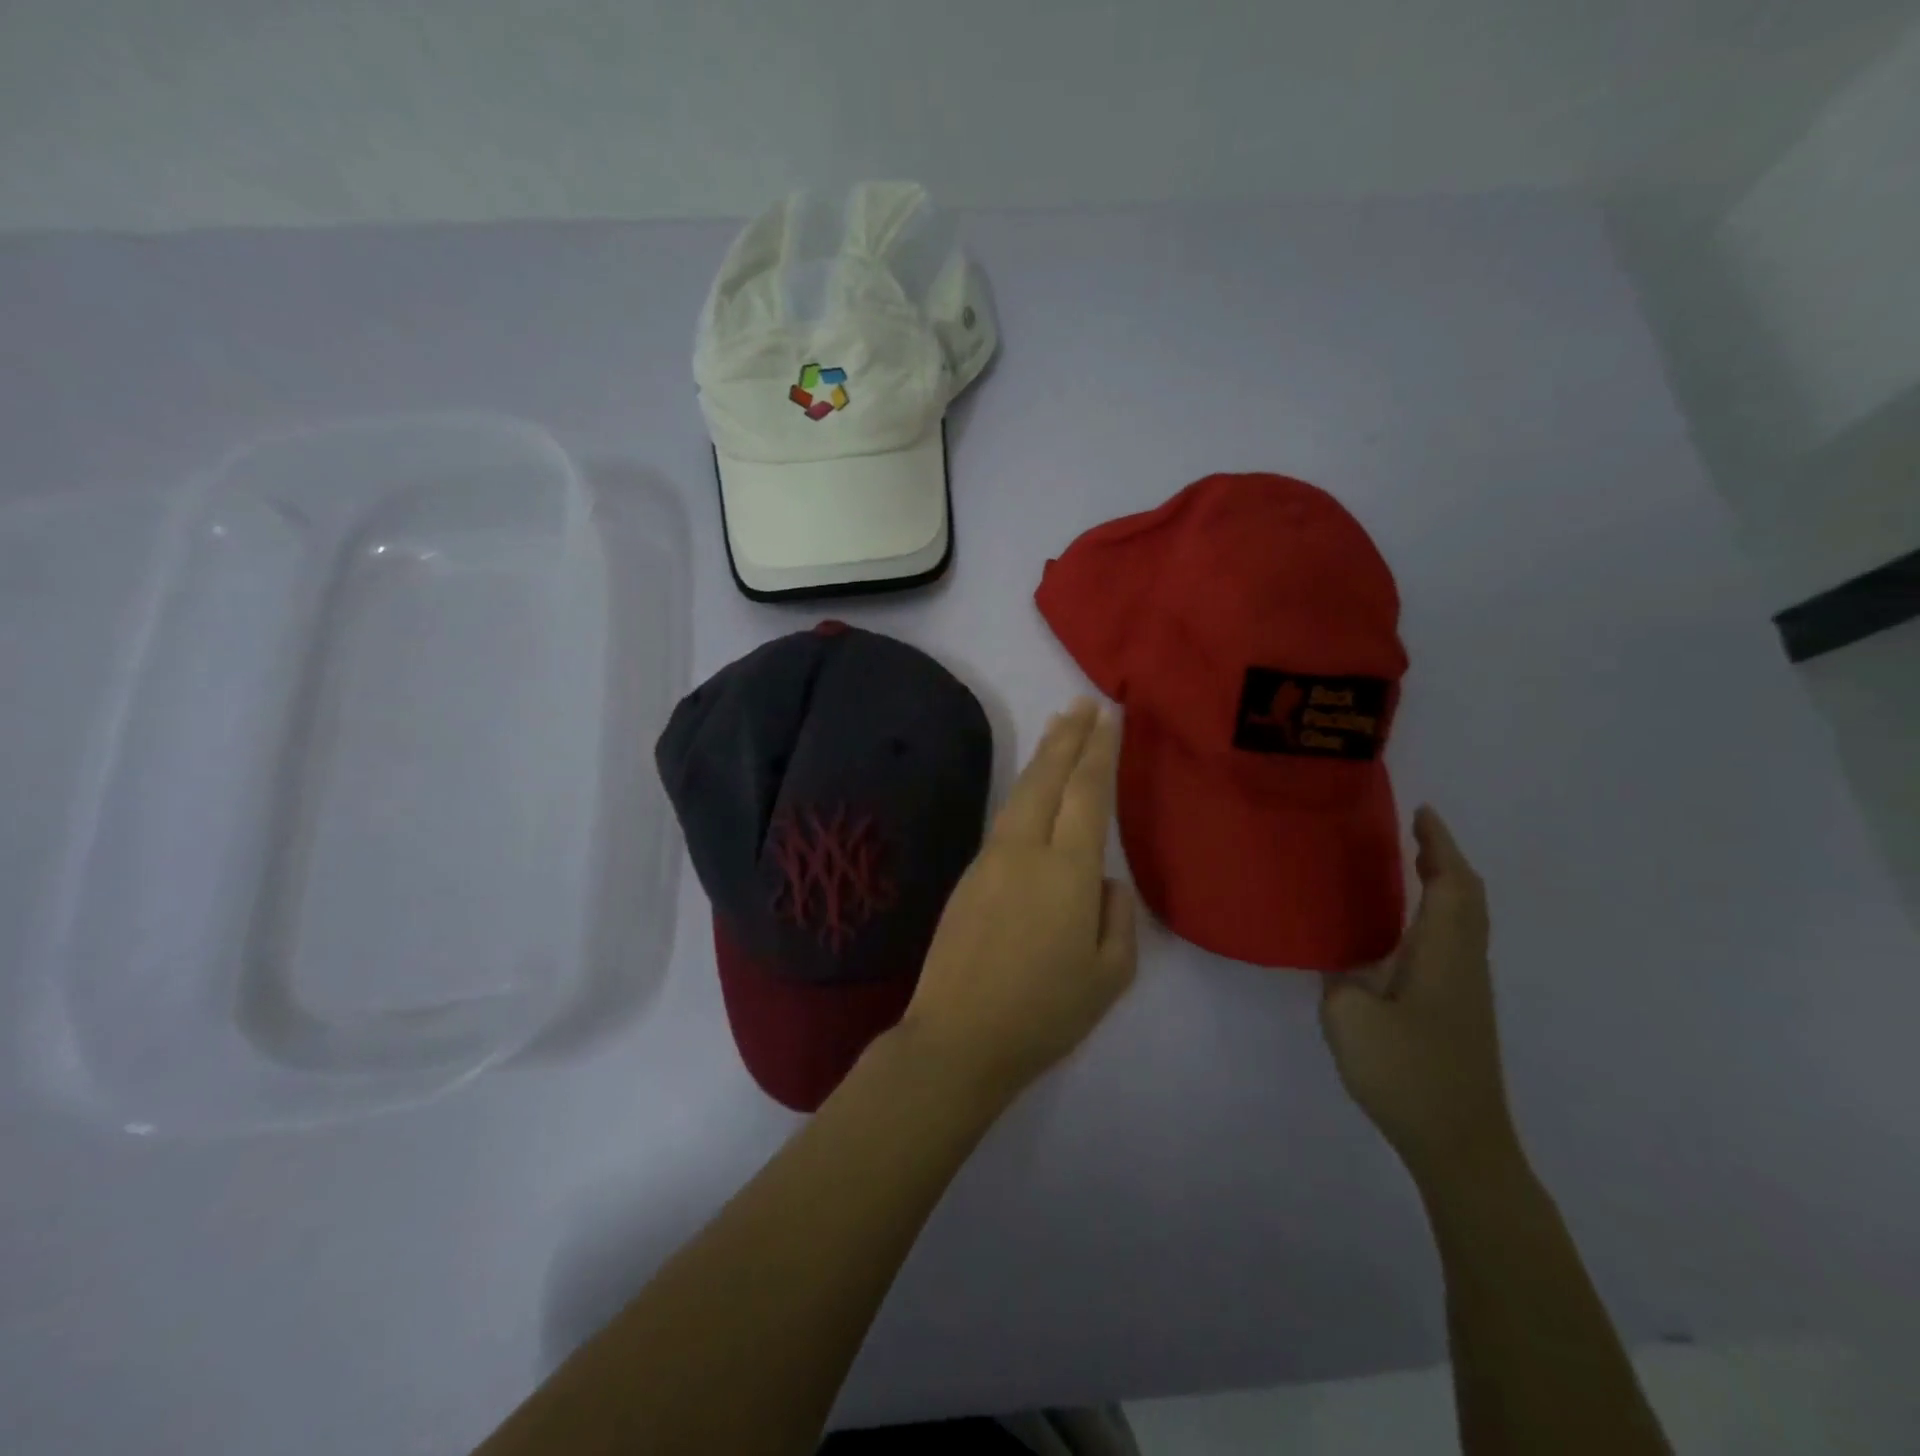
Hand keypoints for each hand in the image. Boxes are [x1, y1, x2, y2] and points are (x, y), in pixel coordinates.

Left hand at [900, 699, 1137, 1104]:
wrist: (958, 1037)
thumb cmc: (1044, 1013)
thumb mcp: (1108, 975)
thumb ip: (1116, 918)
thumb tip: (1103, 882)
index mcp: (1067, 871)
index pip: (1088, 793)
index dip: (1100, 751)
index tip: (1110, 716)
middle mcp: (1025, 850)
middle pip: (1047, 779)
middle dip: (1068, 737)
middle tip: (1083, 703)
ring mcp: (990, 860)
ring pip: (1020, 794)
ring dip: (1041, 758)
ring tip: (1057, 730)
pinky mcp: (968, 876)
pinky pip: (1004, 819)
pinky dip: (1023, 792)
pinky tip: (1030, 793)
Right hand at [1319, 807, 1519, 1188]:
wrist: (1461, 1145)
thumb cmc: (1407, 1074)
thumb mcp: (1349, 1018)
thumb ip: (1340, 977)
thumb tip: (1342, 963)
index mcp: (1443, 956)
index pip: (1451, 885)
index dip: (1439, 846)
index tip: (1420, 813)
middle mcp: (1463, 965)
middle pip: (1468, 899)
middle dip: (1445, 859)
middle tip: (1412, 832)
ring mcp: (1465, 991)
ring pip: (1464, 921)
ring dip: (1443, 886)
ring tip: (1406, 866)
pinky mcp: (1458, 1012)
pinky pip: (1452, 943)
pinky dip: (1435, 916)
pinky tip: (1401, 929)